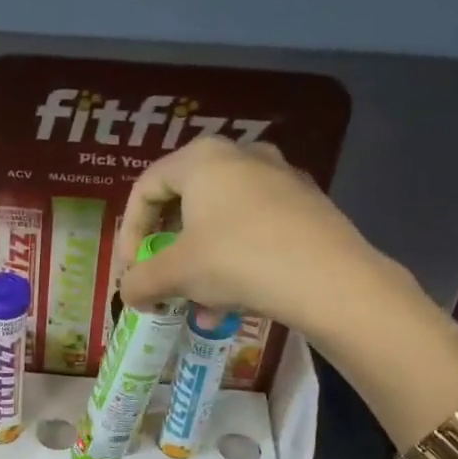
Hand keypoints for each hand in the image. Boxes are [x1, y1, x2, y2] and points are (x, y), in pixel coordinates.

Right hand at [114, 137, 394, 337]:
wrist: (329, 279)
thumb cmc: (237, 260)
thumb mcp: (176, 274)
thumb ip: (140, 281)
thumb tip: (128, 292)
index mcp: (202, 158)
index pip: (146, 188)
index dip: (128, 232)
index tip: (130, 270)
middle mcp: (241, 155)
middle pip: (185, 201)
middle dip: (167, 248)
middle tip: (161, 279)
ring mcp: (280, 177)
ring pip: (221, 219)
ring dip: (200, 261)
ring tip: (198, 303)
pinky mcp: (307, 205)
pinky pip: (254, 228)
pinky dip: (235, 260)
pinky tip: (235, 301)